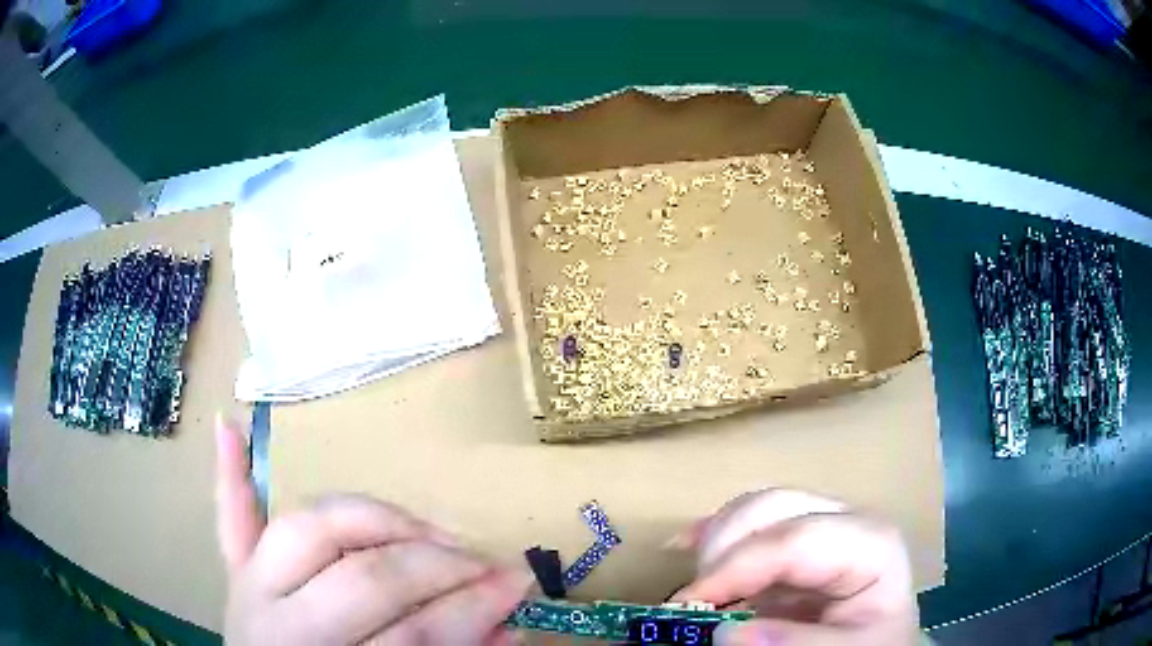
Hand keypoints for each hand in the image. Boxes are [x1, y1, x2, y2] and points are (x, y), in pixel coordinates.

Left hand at [215, 417, 531, 644]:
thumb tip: (512, 628)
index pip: (412, 634)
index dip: (469, 608)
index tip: (515, 584)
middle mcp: (282, 625)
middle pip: (363, 577)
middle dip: (433, 564)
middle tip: (477, 561)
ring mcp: (251, 588)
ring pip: (304, 529)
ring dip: (369, 516)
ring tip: (419, 525)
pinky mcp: (237, 574)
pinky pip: (230, 521)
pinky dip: (229, 475)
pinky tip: (229, 427)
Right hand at [671, 489, 918, 645]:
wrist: (878, 644)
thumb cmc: (871, 644)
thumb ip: (796, 644)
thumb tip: (725, 632)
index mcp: (871, 544)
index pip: (795, 540)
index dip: (737, 567)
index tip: (688, 604)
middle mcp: (845, 521)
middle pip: (774, 507)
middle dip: (723, 547)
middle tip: (691, 598)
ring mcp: (819, 526)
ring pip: (755, 508)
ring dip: (714, 541)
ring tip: (693, 588)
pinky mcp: (796, 542)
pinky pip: (750, 523)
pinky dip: (715, 534)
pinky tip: (686, 545)